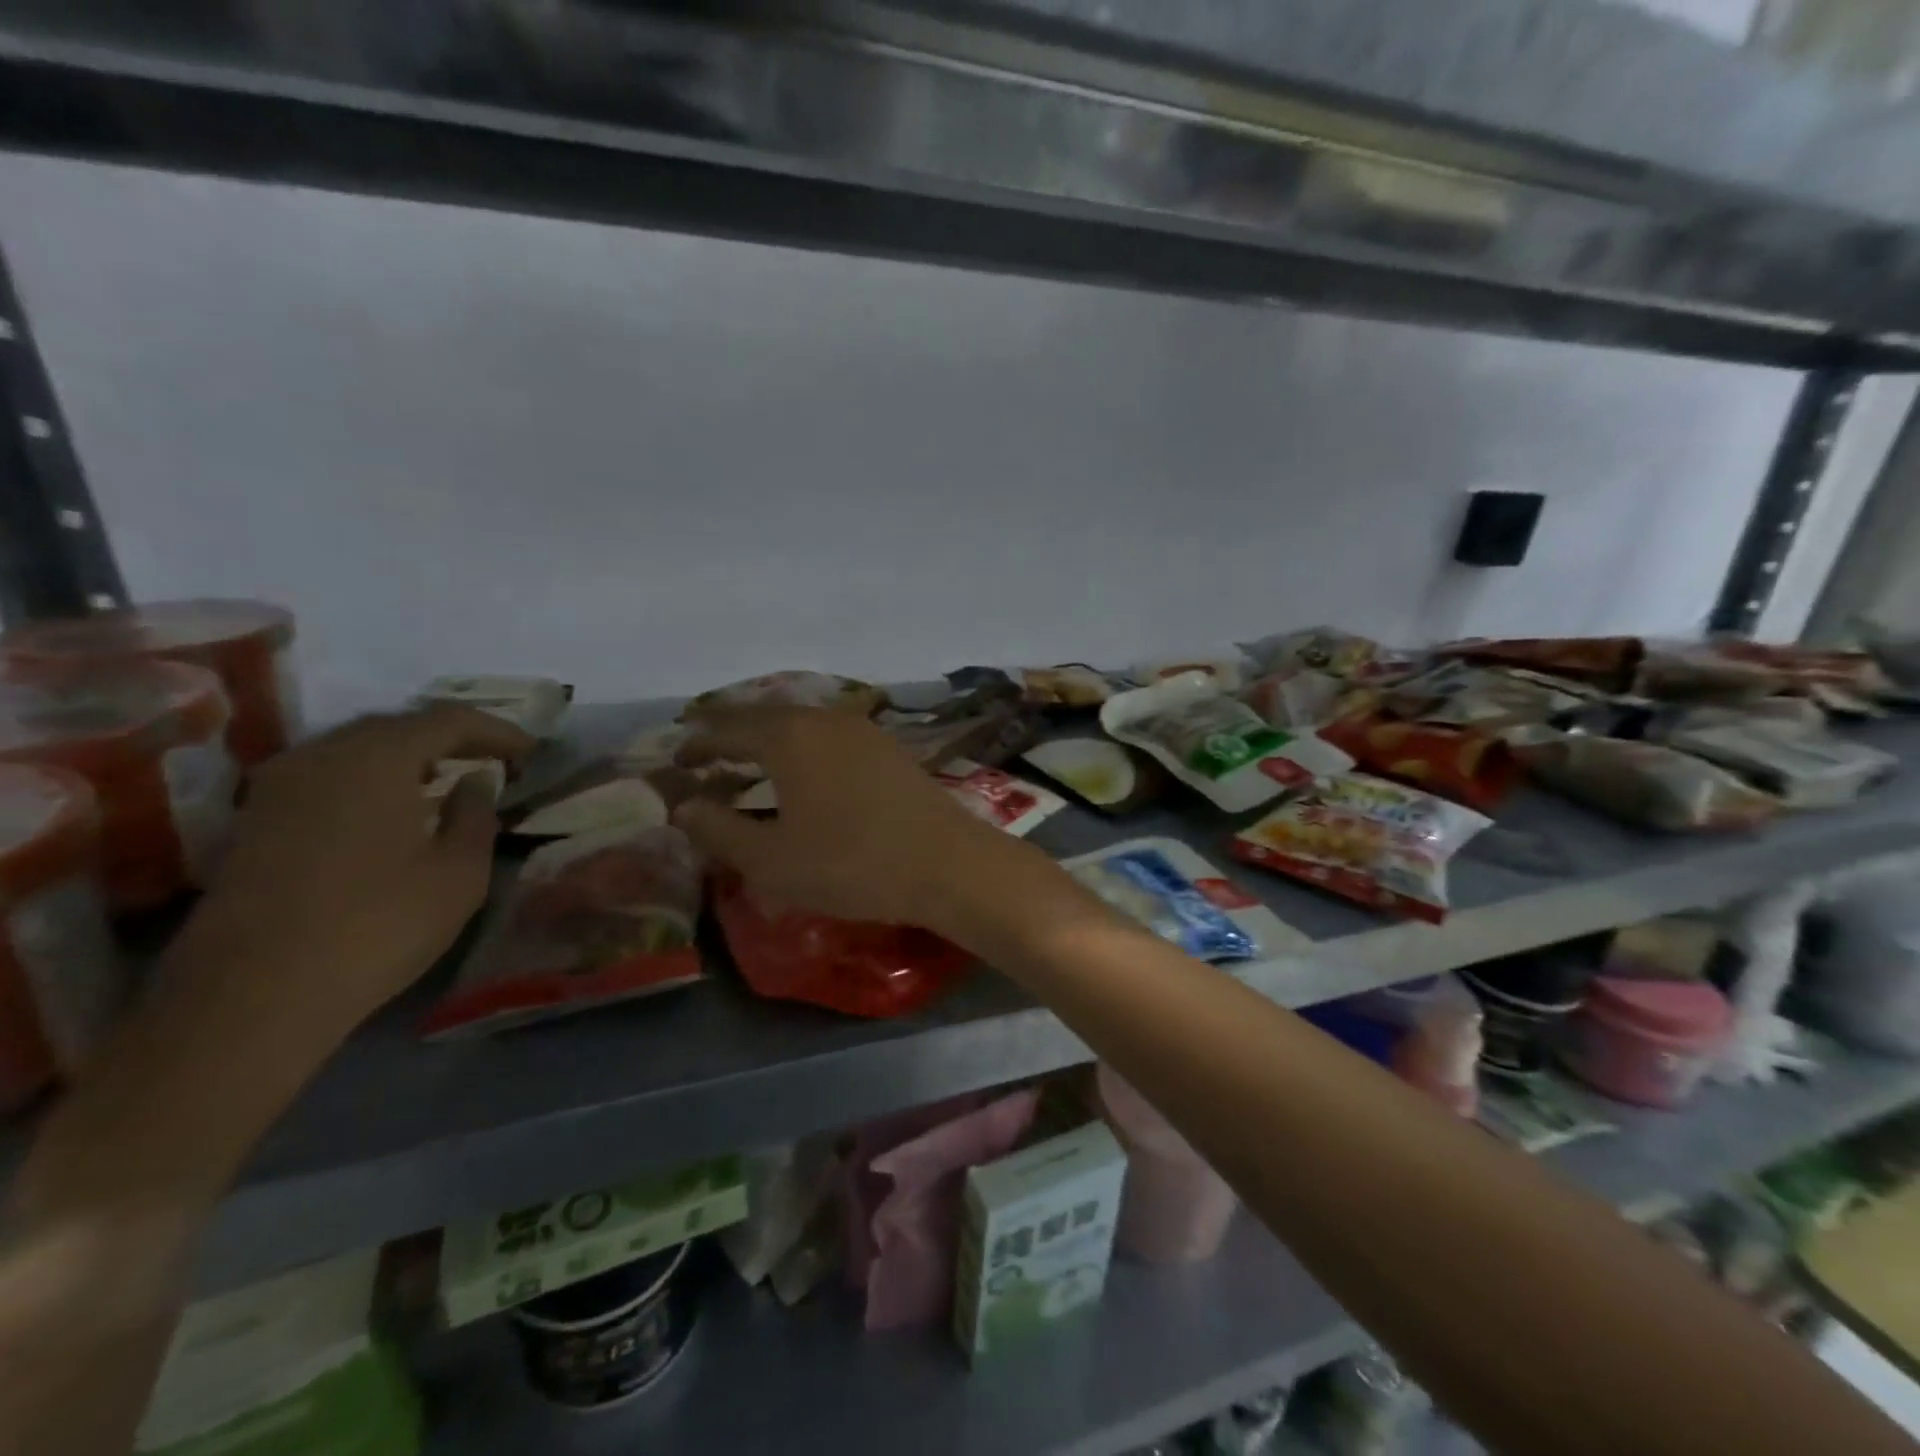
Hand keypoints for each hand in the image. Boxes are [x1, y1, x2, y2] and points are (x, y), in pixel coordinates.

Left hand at [179, 705, 534, 1033]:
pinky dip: (372, 778)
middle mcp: (322, 756)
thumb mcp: (459, 872)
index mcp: (377, 758)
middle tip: (492, 760)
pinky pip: (328, 776)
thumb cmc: (379, 925)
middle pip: (398, 726)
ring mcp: (279, 787)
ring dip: (408, 756)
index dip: (497, 730)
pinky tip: (393, 808)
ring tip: (447, 780)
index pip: (449, 720)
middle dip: (451, 737)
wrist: (254, 995)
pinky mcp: (256, 820)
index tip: (531, 750)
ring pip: (357, 749)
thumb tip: (474, 780)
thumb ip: (475, 814)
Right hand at [674, 707, 1052, 932]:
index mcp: (789, 737)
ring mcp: (864, 731)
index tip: (676, 759)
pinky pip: (832, 737)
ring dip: (772, 740)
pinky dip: (805, 748)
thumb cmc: (851, 863)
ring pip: (803, 724)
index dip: (699, 743)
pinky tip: (808, 773)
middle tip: (709, 756)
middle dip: (734, 734)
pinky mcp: (890, 749)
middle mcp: (825, 720)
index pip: (729, 728)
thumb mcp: (772, 860)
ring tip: (753, 763)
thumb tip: (684, 808)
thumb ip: (719, 831)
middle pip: (767, 717)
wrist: (947, 864)